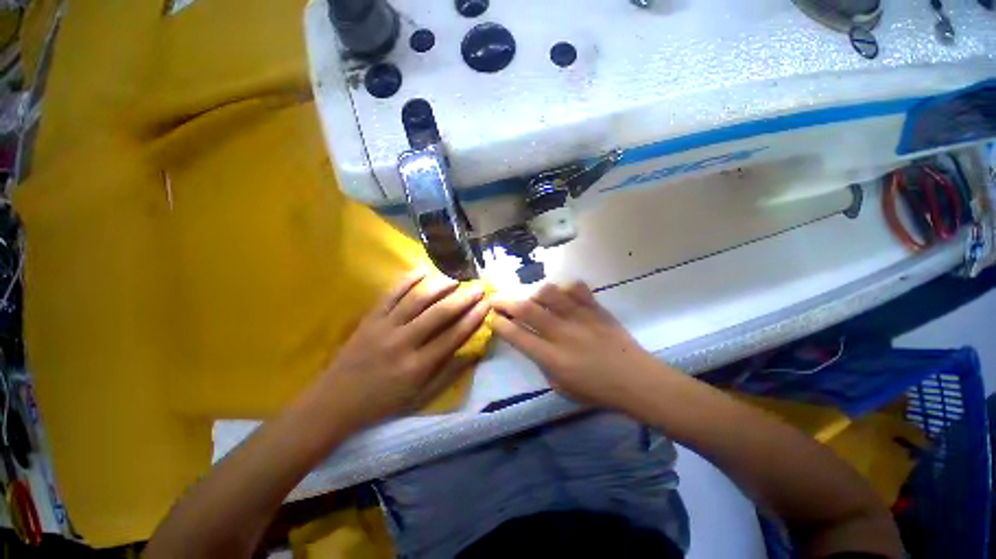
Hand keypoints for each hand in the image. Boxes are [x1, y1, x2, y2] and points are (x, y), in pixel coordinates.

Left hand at [311, 269, 489, 429]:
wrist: (335, 401)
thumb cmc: (383, 402)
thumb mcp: (420, 397)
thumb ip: (449, 374)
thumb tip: (474, 352)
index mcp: (418, 366)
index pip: (453, 336)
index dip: (473, 318)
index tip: (486, 305)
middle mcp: (404, 343)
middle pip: (439, 314)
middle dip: (463, 299)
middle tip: (478, 287)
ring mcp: (385, 327)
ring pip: (417, 299)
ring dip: (440, 286)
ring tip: (455, 279)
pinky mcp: (370, 318)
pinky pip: (391, 294)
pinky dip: (407, 280)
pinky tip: (423, 270)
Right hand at [493, 282, 662, 408]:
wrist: (636, 380)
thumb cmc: (597, 390)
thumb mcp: (560, 387)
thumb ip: (542, 363)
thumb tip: (531, 342)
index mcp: (552, 357)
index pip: (517, 335)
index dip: (500, 324)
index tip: (492, 317)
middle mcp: (561, 333)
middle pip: (526, 309)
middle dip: (505, 301)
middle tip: (496, 299)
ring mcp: (579, 317)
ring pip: (549, 293)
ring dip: (534, 293)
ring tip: (532, 297)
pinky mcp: (595, 308)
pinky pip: (576, 288)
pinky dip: (564, 288)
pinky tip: (562, 295)